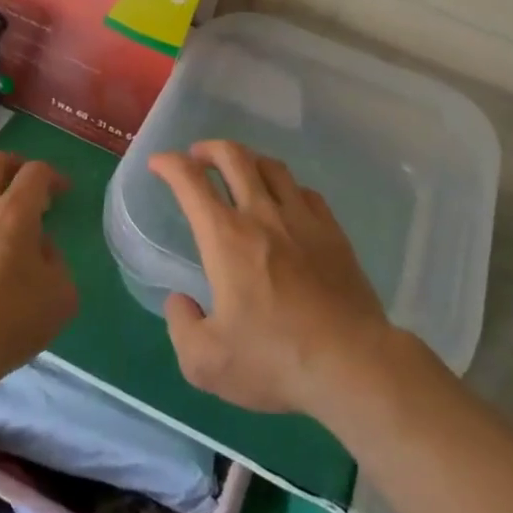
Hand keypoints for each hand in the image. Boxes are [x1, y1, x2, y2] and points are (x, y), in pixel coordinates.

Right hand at [148, 141, 394, 416]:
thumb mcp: (206, 362)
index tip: (159, 163)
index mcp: (226, 238)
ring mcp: (303, 220)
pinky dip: (285, 186)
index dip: (169, 164)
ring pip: (272, 167)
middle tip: (198, 156)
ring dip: (248, 160)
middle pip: (234, 157)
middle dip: (209, 148)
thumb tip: (180, 300)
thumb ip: (181, 326)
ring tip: (239, 170)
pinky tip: (285, 201)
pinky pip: (305, 192)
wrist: (352, 364)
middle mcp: (262, 215)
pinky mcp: (333, 233)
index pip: (191, 182)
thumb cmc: (274, 360)